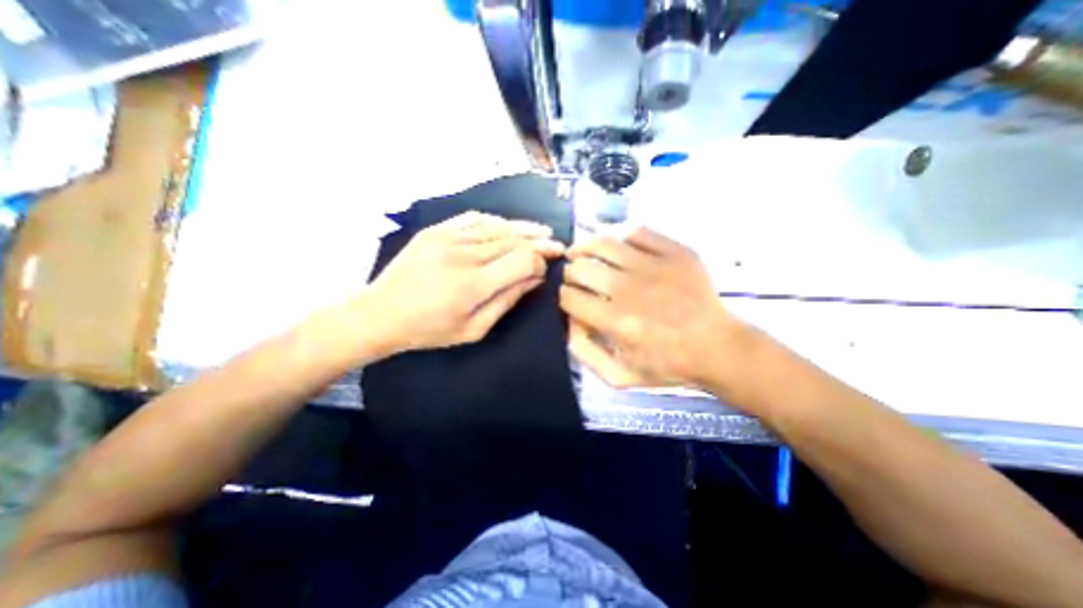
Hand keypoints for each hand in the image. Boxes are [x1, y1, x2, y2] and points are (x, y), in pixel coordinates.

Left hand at [368, 212, 563, 353]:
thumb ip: (507, 301)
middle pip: (513, 240)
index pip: (522, 260)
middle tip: (556, 244)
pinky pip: (474, 218)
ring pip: (497, 226)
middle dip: (539, 242)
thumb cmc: (429, 330)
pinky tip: (508, 225)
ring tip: (541, 231)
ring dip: (523, 228)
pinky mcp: (435, 230)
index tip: (547, 267)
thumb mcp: (474, 329)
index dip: (540, 261)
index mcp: (473, 285)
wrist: (380, 313)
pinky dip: (496, 221)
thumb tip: (535, 278)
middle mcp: (463, 255)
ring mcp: (447, 237)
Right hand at [557, 228, 746, 389]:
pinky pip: (638, 232)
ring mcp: (654, 266)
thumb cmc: (667, 365)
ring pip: (603, 243)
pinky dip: (622, 238)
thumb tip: (568, 321)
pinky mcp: (675, 253)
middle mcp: (630, 289)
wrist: (718, 348)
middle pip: (581, 268)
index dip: (563, 296)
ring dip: (585, 247)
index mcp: (616, 321)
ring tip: (581, 252)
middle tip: (575, 277)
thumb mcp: (619, 376)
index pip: (570, 297)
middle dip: (570, 273)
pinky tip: (619, 249)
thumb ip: (584, 352)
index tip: (569, 298)